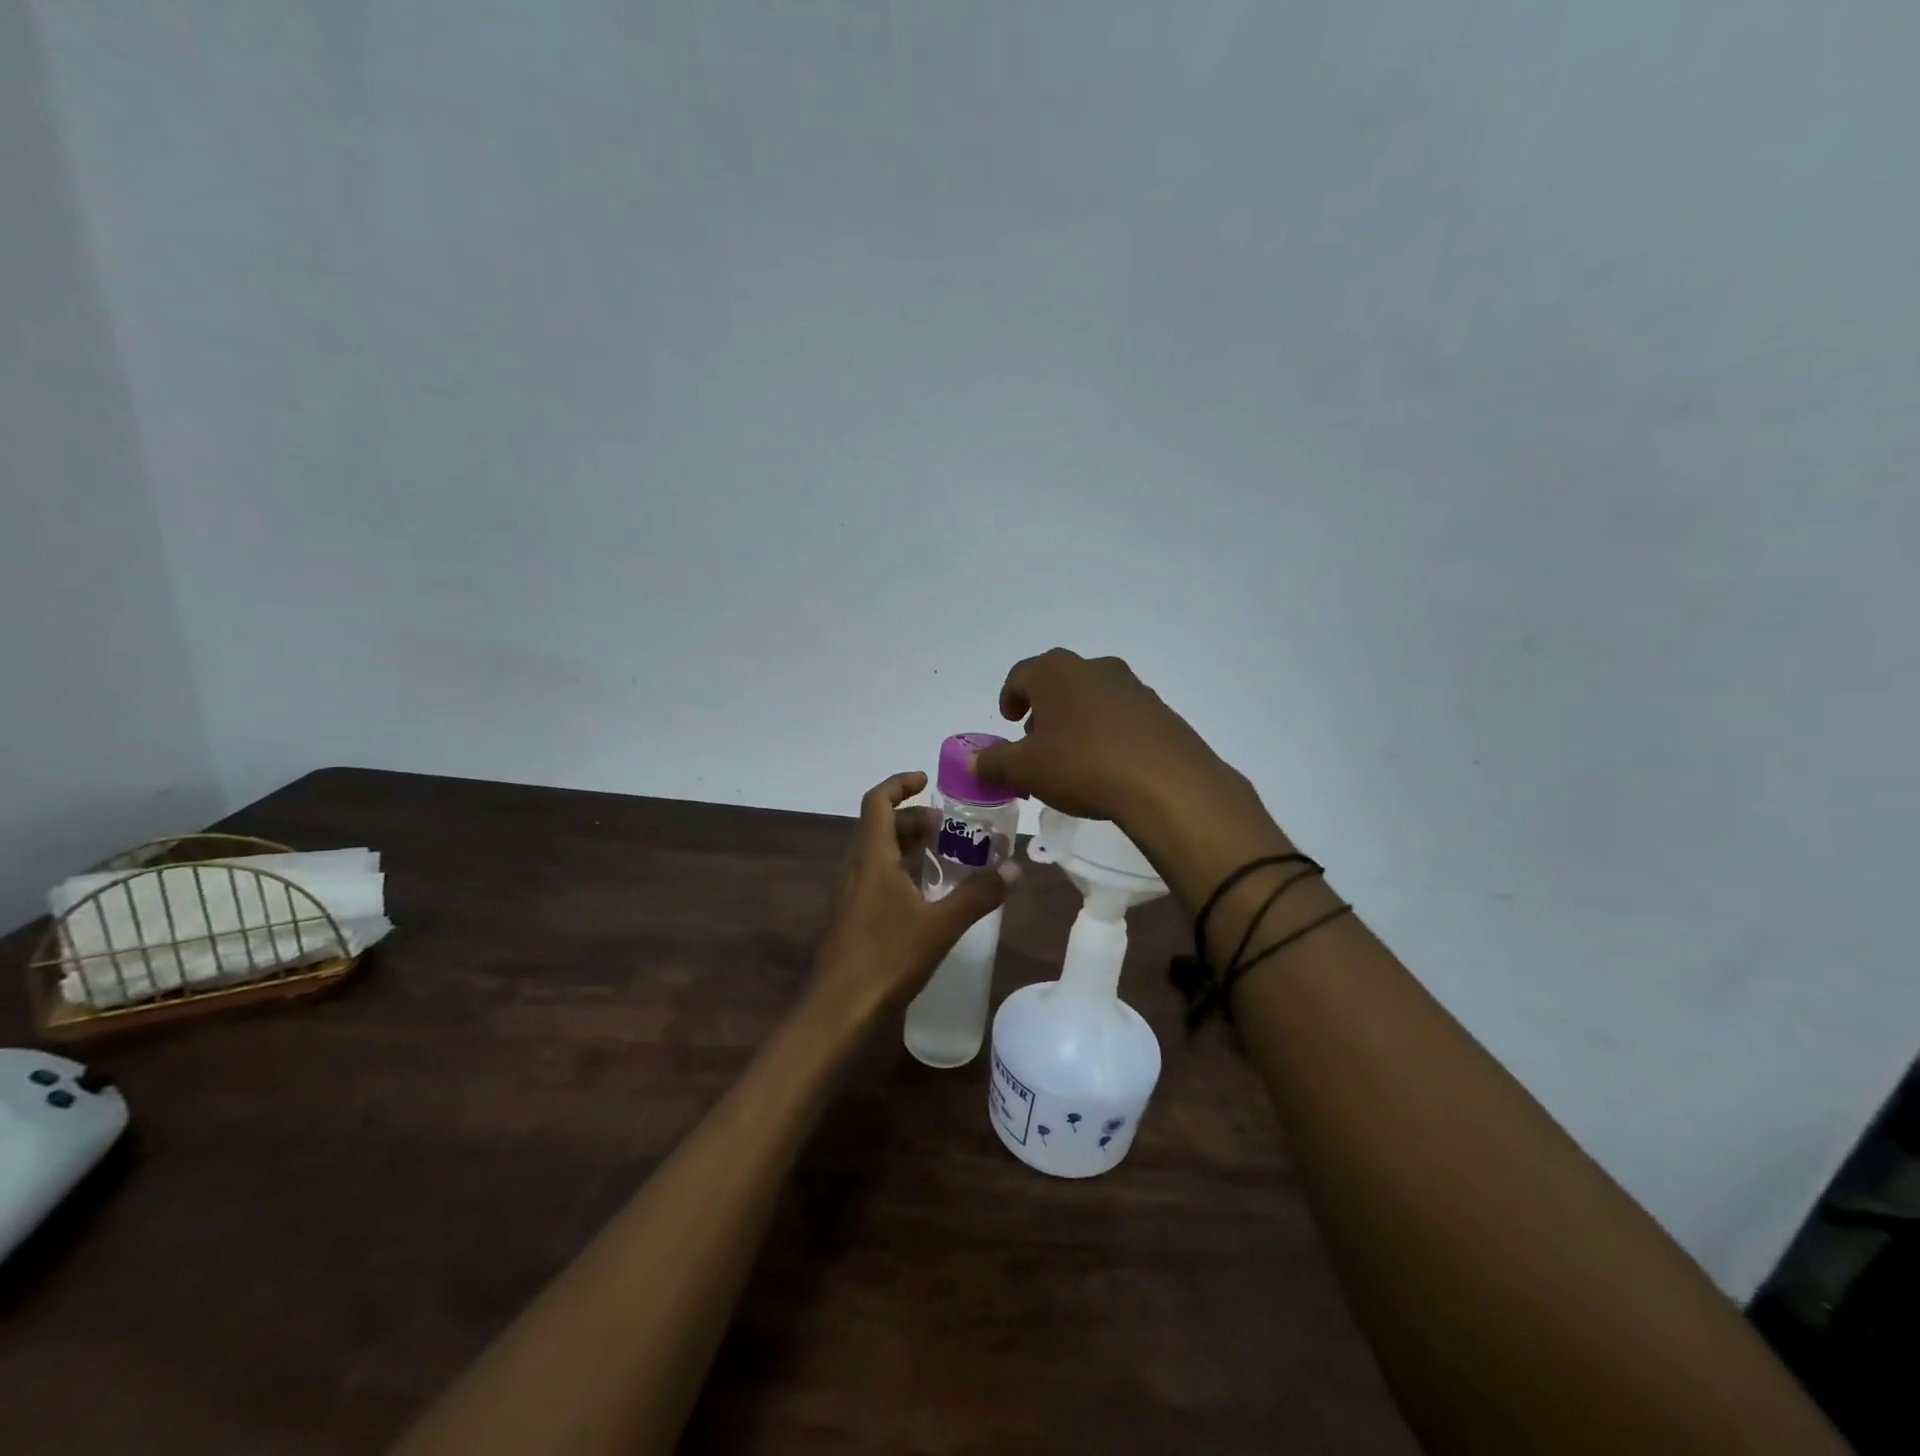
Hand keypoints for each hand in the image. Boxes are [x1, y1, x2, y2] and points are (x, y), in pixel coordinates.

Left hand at [811, 771, 1017, 1021]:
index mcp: (871, 858)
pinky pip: (873, 877)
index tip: (927, 780)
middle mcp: (854, 868)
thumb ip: (978, 894)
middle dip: (912, 819)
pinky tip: (923, 896)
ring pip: (875, 853)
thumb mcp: (941, 925)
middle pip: (879, 826)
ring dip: (904, 845)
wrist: (838, 1011)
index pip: (877, 802)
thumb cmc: (887, 958)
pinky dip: (898, 871)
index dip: (899, 784)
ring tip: (941, 856)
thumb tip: (1015, 868)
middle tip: (947, 827)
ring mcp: (847, 895)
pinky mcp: (849, 918)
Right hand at [972, 649, 1249, 831]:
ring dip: (1076, 720)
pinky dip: (1107, 732)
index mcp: (1056, 672)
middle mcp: (1094, 668)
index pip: (1021, 675)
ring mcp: (1132, 687)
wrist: (1166, 782)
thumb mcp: (1026, 769)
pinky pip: (1121, 716)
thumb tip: (973, 762)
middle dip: (1043, 710)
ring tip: (1071, 757)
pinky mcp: (1160, 711)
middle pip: (1058, 683)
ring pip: (1092, 698)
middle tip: (1036, 741)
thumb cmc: (1082, 764)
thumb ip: (994, 762)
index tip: (1009, 720)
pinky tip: (1107, 764)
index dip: (1010, 697)